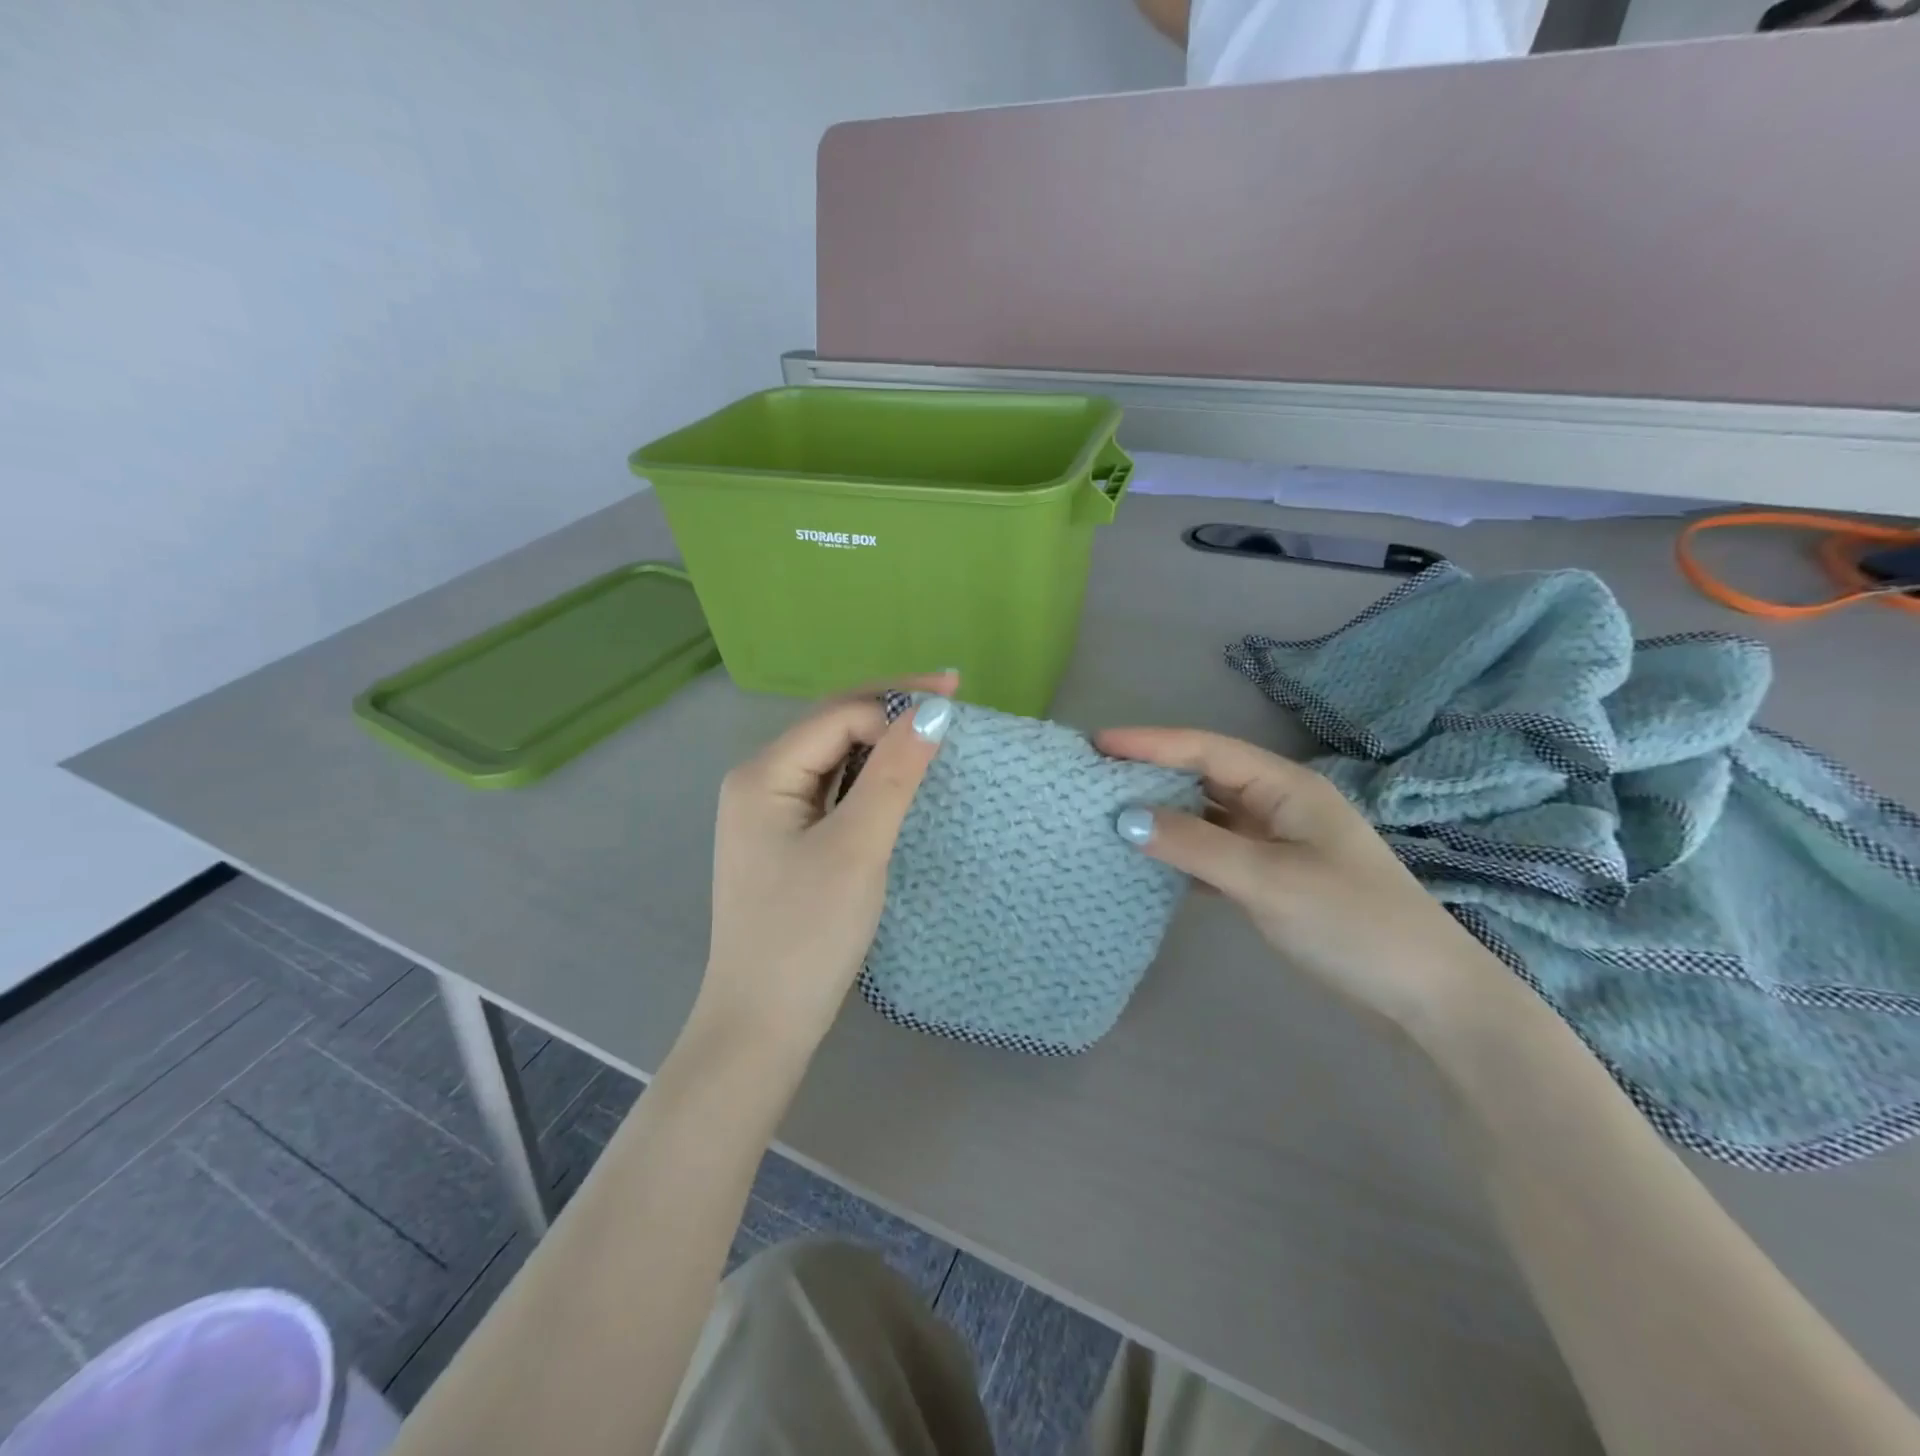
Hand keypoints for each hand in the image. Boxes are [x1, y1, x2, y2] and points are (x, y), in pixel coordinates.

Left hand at [697, 675, 956, 1057]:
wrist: (763, 1023)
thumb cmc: (807, 933)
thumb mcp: (857, 848)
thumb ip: (894, 775)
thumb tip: (934, 711)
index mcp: (762, 774)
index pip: (839, 716)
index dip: (897, 706)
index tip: (957, 711)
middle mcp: (761, 782)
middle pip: (834, 727)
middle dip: (892, 710)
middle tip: (954, 698)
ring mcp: (773, 813)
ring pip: (836, 758)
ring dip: (885, 742)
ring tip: (936, 731)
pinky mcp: (790, 841)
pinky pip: (836, 791)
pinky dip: (872, 778)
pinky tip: (903, 776)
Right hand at [1097, 727, 1509, 1032]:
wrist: (1426, 996)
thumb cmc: (1351, 922)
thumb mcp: (1267, 880)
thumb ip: (1194, 844)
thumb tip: (1124, 817)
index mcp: (1286, 787)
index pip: (1206, 750)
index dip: (1150, 743)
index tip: (1096, 743)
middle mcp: (1280, 804)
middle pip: (1205, 775)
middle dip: (1152, 772)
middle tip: (1095, 775)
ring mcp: (1279, 842)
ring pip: (1209, 814)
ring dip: (1164, 812)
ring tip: (1111, 811)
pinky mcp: (1276, 877)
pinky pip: (1216, 850)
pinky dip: (1182, 850)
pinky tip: (1151, 860)